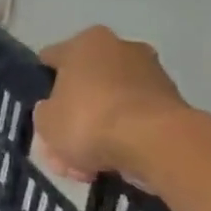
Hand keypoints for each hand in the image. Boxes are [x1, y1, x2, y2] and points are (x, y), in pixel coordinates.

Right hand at [35, 26, 189, 180]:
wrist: (155, 143)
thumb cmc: (88, 120)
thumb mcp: (44, 121)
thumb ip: (45, 112)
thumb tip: (55, 110)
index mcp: (85, 43)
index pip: (51, 59)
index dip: (40, 84)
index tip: (37, 110)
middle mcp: (121, 48)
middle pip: (84, 85)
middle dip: (72, 116)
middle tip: (61, 147)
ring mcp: (151, 73)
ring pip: (109, 105)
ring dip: (96, 132)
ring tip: (84, 167)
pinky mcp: (173, 102)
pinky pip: (133, 120)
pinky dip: (121, 139)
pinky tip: (107, 166)